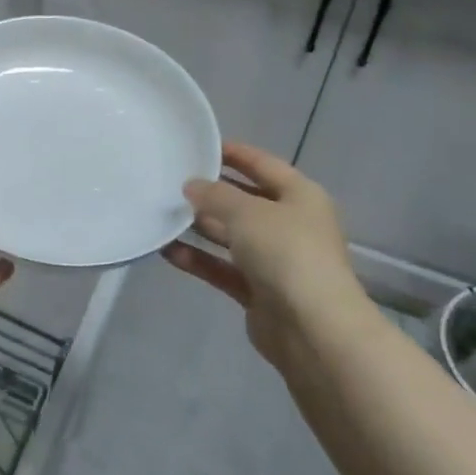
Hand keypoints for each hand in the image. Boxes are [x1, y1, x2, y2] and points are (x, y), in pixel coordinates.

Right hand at [162, 142, 362, 362]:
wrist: (313, 330)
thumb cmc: (286, 253)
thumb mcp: (247, 212)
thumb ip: (215, 195)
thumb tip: (192, 186)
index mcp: (300, 197)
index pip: (263, 164)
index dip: (234, 153)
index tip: (199, 144)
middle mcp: (290, 225)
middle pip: (245, 201)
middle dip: (211, 192)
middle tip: (171, 180)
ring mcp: (275, 261)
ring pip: (231, 236)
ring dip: (200, 227)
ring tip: (162, 213)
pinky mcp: (259, 291)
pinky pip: (222, 268)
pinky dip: (199, 259)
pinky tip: (167, 251)